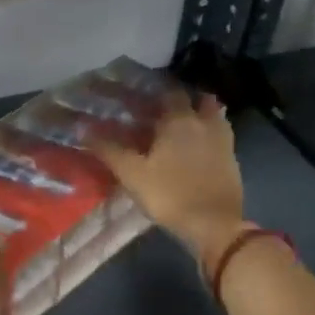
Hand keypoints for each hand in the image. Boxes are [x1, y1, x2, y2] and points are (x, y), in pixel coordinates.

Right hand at [94, 90, 247, 267]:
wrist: (214, 224)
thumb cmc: (169, 195)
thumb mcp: (132, 174)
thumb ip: (109, 149)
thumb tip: (82, 127)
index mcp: (179, 120)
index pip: (169, 92)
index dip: (156, 91)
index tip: (143, 94)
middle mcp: (204, 122)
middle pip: (196, 99)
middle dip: (181, 100)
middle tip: (163, 109)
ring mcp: (223, 140)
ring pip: (213, 115)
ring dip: (200, 113)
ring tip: (183, 125)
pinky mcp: (232, 159)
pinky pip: (220, 135)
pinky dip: (209, 134)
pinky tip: (197, 147)